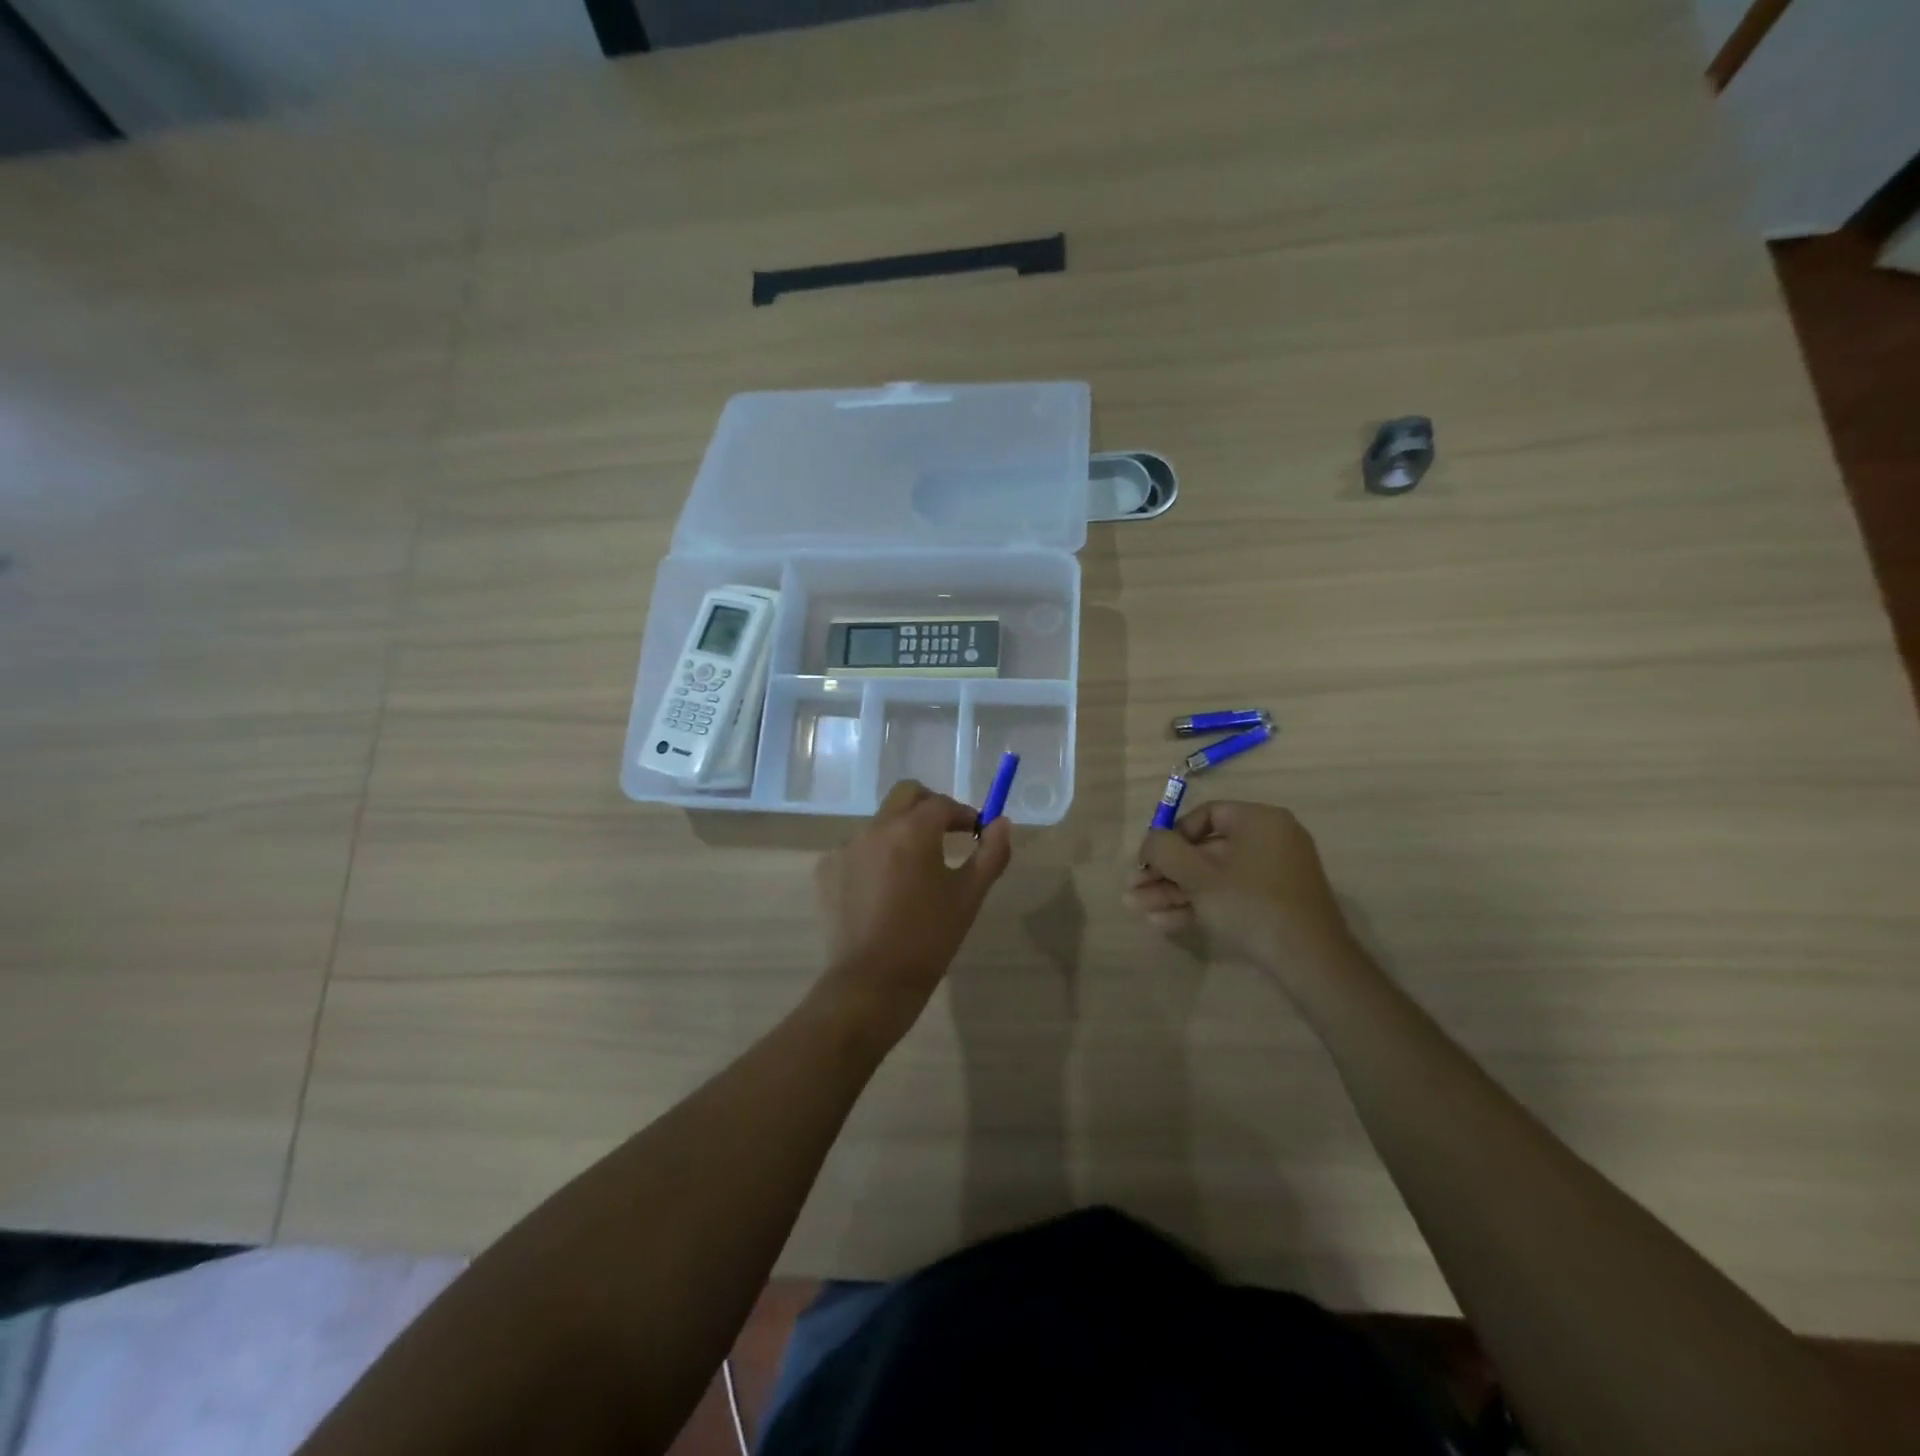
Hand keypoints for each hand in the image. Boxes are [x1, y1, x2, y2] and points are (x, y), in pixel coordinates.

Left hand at [813, 779, 1012, 1048]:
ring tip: (914, 871)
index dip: (963, 814)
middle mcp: (876, 828)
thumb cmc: (929, 937)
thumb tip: (1001, 823)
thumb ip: (991, 853)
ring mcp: (846, 848)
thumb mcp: (969, 896)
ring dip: (901, 833)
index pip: (942, 804)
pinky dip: (875, 857)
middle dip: (929, 807)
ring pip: (880, 823)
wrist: (873, 982)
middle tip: (946, 833)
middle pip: (906, 796)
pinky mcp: (827, 870)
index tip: (975, 832)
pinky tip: (884, 891)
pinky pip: (858, 850)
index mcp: (912, 830)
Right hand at [1126, 800, 1355, 978]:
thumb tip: (1150, 842)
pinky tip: (1163, 923)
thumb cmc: (1251, 904)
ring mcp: (1272, 874)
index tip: (1147, 861)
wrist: (1309, 961)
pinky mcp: (1272, 904)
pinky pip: (1228, 895)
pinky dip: (1198, 905)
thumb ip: (1164, 850)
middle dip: (1164, 873)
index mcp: (1258, 821)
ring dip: (1173, 892)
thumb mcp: (1198, 874)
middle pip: (1203, 851)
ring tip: (1138, 909)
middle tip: (1133, 890)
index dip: (1169, 837)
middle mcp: (1269, 840)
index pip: (1205, 816)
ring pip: (1211, 877)